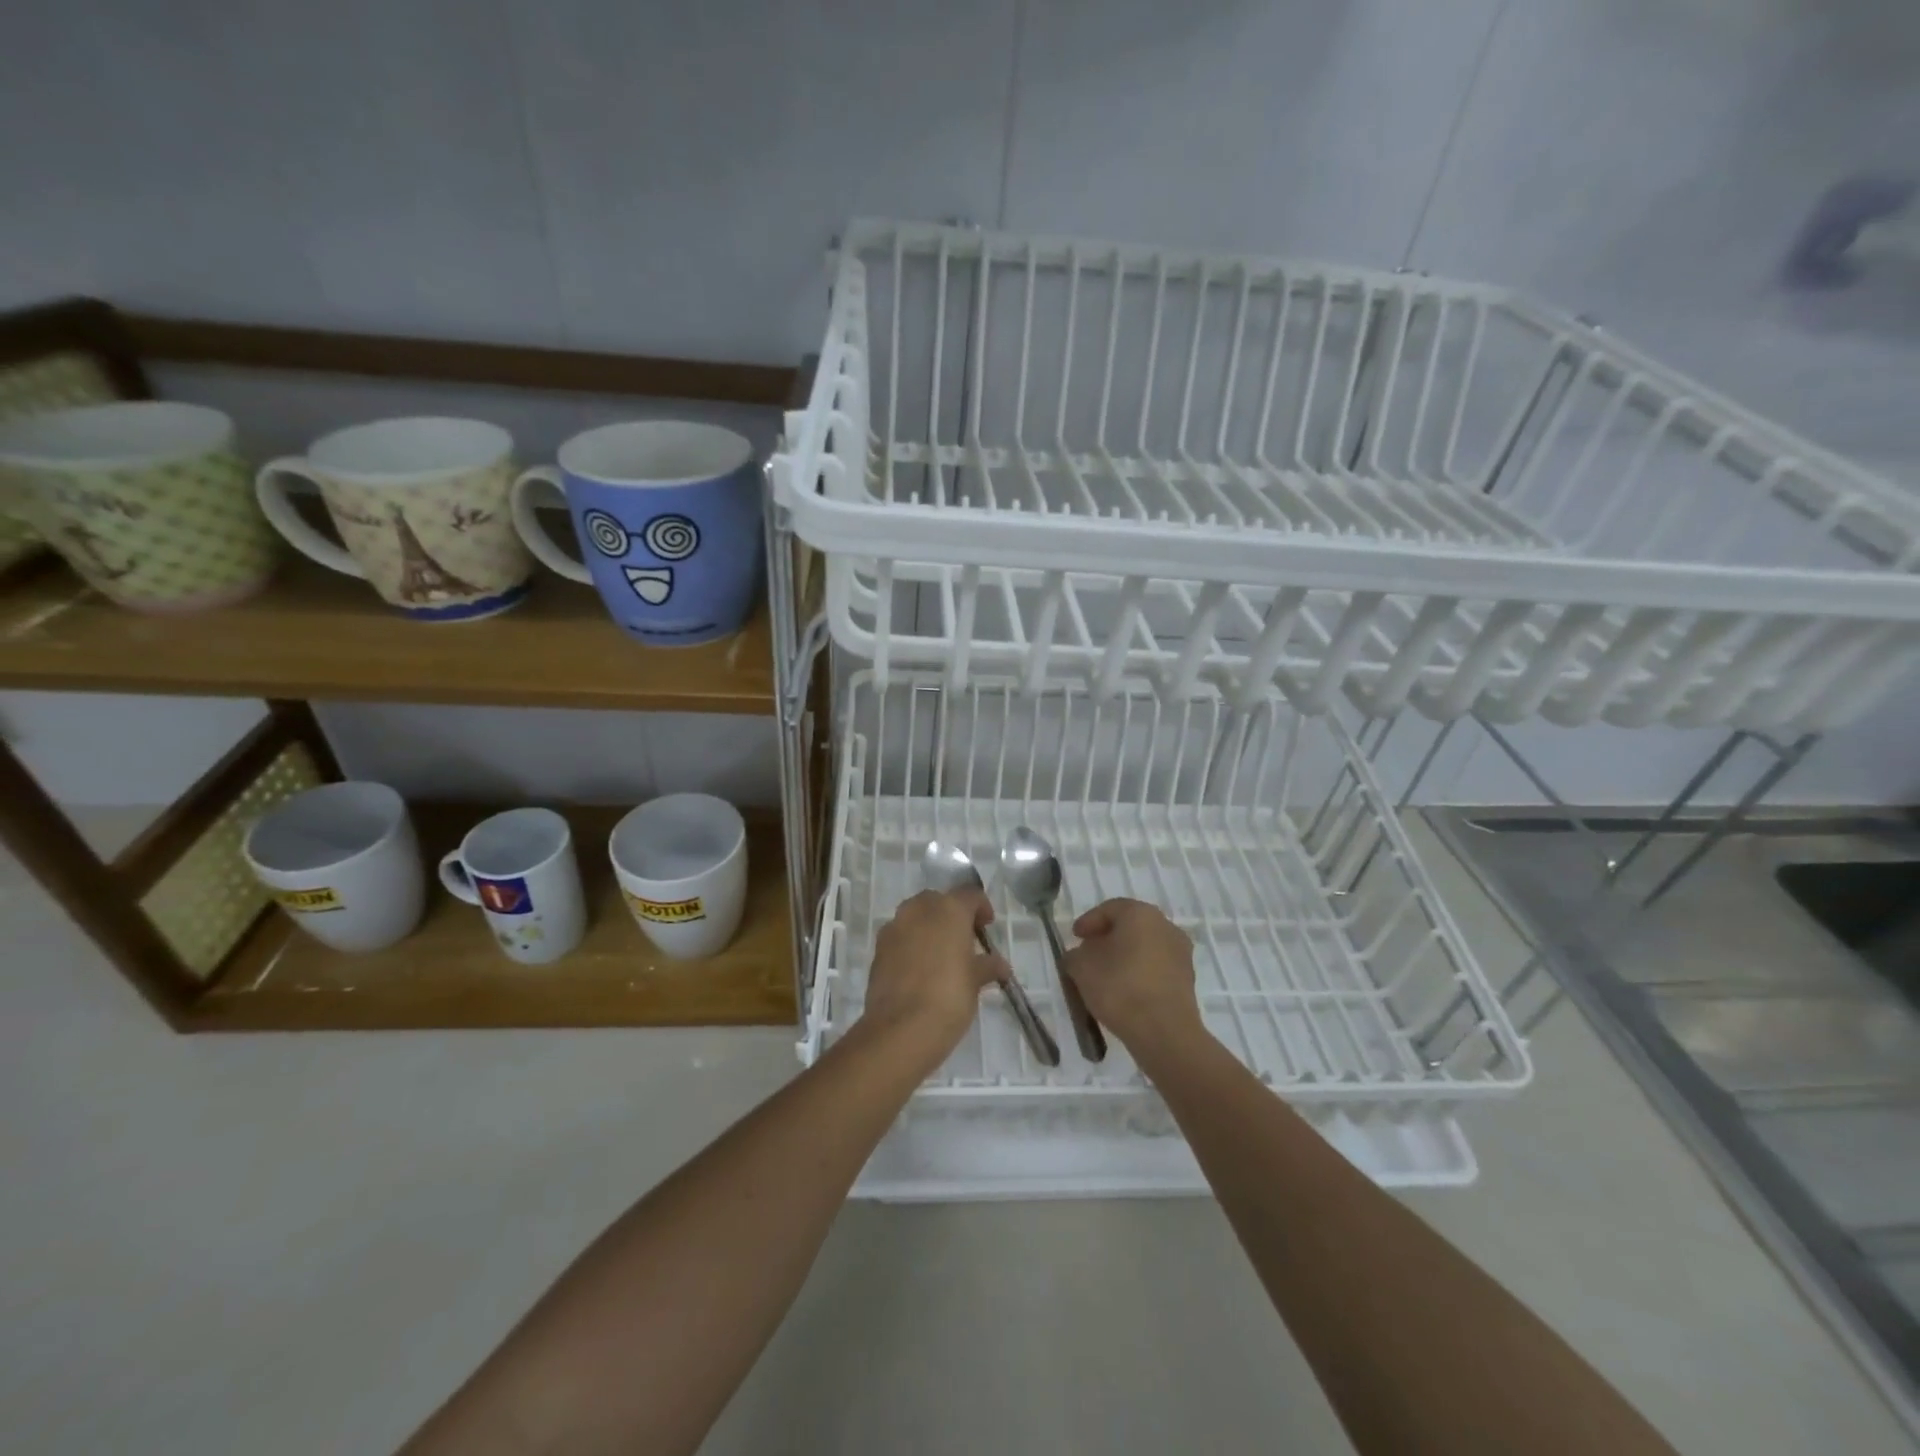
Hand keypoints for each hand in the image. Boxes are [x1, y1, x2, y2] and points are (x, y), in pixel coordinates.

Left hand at [863, 889, 1005, 1061]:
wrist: (901, 1029)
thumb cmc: (949, 997)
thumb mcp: (976, 980)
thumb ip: (988, 965)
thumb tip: (999, 965)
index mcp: (949, 909)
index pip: (970, 894)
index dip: (981, 907)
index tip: (987, 926)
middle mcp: (919, 909)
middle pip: (939, 901)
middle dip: (952, 915)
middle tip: (964, 940)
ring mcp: (894, 927)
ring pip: (915, 916)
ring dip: (929, 928)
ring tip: (941, 955)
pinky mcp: (878, 949)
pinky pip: (900, 937)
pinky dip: (911, 944)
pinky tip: (919, 970)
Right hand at [1063, 899, 1204, 1059]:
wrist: (1164, 1032)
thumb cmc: (1120, 988)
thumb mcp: (1081, 968)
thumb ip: (1074, 955)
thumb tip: (1079, 956)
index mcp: (1141, 914)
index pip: (1109, 909)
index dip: (1088, 922)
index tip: (1074, 937)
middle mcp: (1165, 926)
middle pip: (1130, 926)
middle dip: (1107, 938)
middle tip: (1088, 953)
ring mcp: (1181, 953)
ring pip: (1145, 947)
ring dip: (1125, 956)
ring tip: (1105, 975)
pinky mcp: (1187, 979)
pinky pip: (1156, 967)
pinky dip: (1139, 972)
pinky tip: (1125, 990)